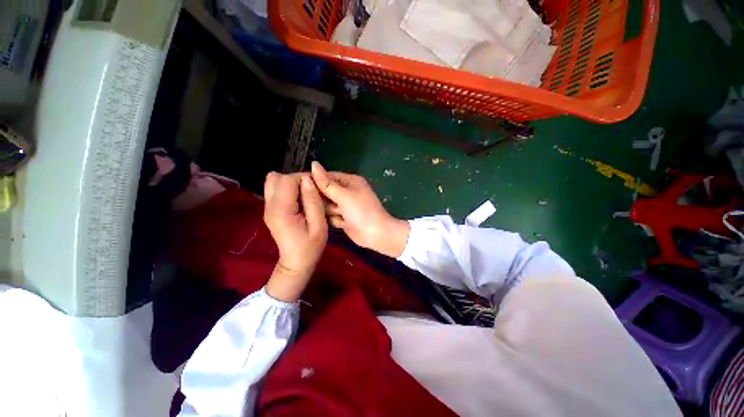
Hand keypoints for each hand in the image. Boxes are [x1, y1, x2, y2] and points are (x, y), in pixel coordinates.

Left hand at [263, 172, 327, 301]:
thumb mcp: (319, 224)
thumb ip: (313, 201)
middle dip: (295, 179)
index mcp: (281, 210)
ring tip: (304, 195)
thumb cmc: (311, 246)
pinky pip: (275, 190)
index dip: (303, 178)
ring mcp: (267, 208)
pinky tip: (299, 201)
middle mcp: (269, 206)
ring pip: (273, 181)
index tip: (317, 188)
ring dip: (291, 183)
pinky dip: (288, 190)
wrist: (296, 263)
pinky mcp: (270, 210)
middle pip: (275, 177)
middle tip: (310, 191)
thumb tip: (308, 180)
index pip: (287, 180)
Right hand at [311, 162, 409, 257]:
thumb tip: (313, 164)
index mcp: (350, 181)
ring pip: (327, 206)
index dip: (315, 181)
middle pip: (325, 192)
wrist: (375, 234)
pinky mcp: (343, 218)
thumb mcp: (343, 195)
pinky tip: (344, 223)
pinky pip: (331, 216)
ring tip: (341, 215)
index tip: (301, 186)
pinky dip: (336, 220)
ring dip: (332, 212)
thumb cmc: (362, 211)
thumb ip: (326, 183)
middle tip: (329, 204)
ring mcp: (345, 206)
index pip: (327, 176)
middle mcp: (347, 191)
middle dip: (326, 200)